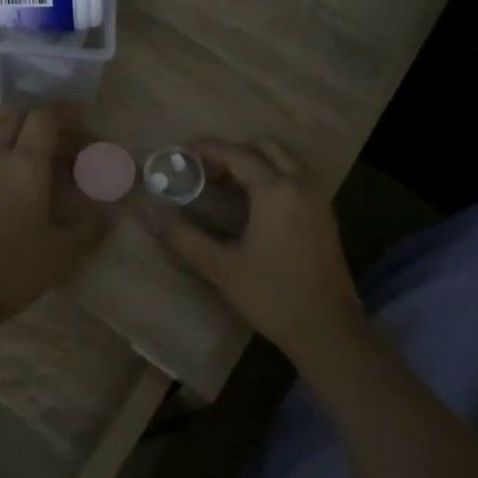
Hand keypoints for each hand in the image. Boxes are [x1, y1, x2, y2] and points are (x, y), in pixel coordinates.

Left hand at [0, 107, 116, 329]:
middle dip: (43, 120)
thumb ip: (90, 227)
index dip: (68, 113)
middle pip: (16, 115)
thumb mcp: (62, 252)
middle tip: (67, 142)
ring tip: (52, 169)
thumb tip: (113, 212)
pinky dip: (9, 159)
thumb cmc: (12, 269)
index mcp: (24, 164)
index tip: (86, 125)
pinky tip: (27, 189)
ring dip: (25, 140)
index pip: (45, 117)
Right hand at [146, 140, 365, 361]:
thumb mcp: (221, 268)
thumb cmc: (272, 296)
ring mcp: (318, 199)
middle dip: (234, 151)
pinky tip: (254, 203)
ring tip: (226, 184)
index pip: (237, 154)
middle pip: (266, 148)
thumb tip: (150, 213)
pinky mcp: (325, 216)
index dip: (209, 149)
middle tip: (205, 170)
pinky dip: (274, 175)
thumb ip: (183, 237)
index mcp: (275, 190)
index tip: (184, 151)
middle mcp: (300, 184)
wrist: (328, 329)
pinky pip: (297, 178)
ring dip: (256, 162)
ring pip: (285, 161)